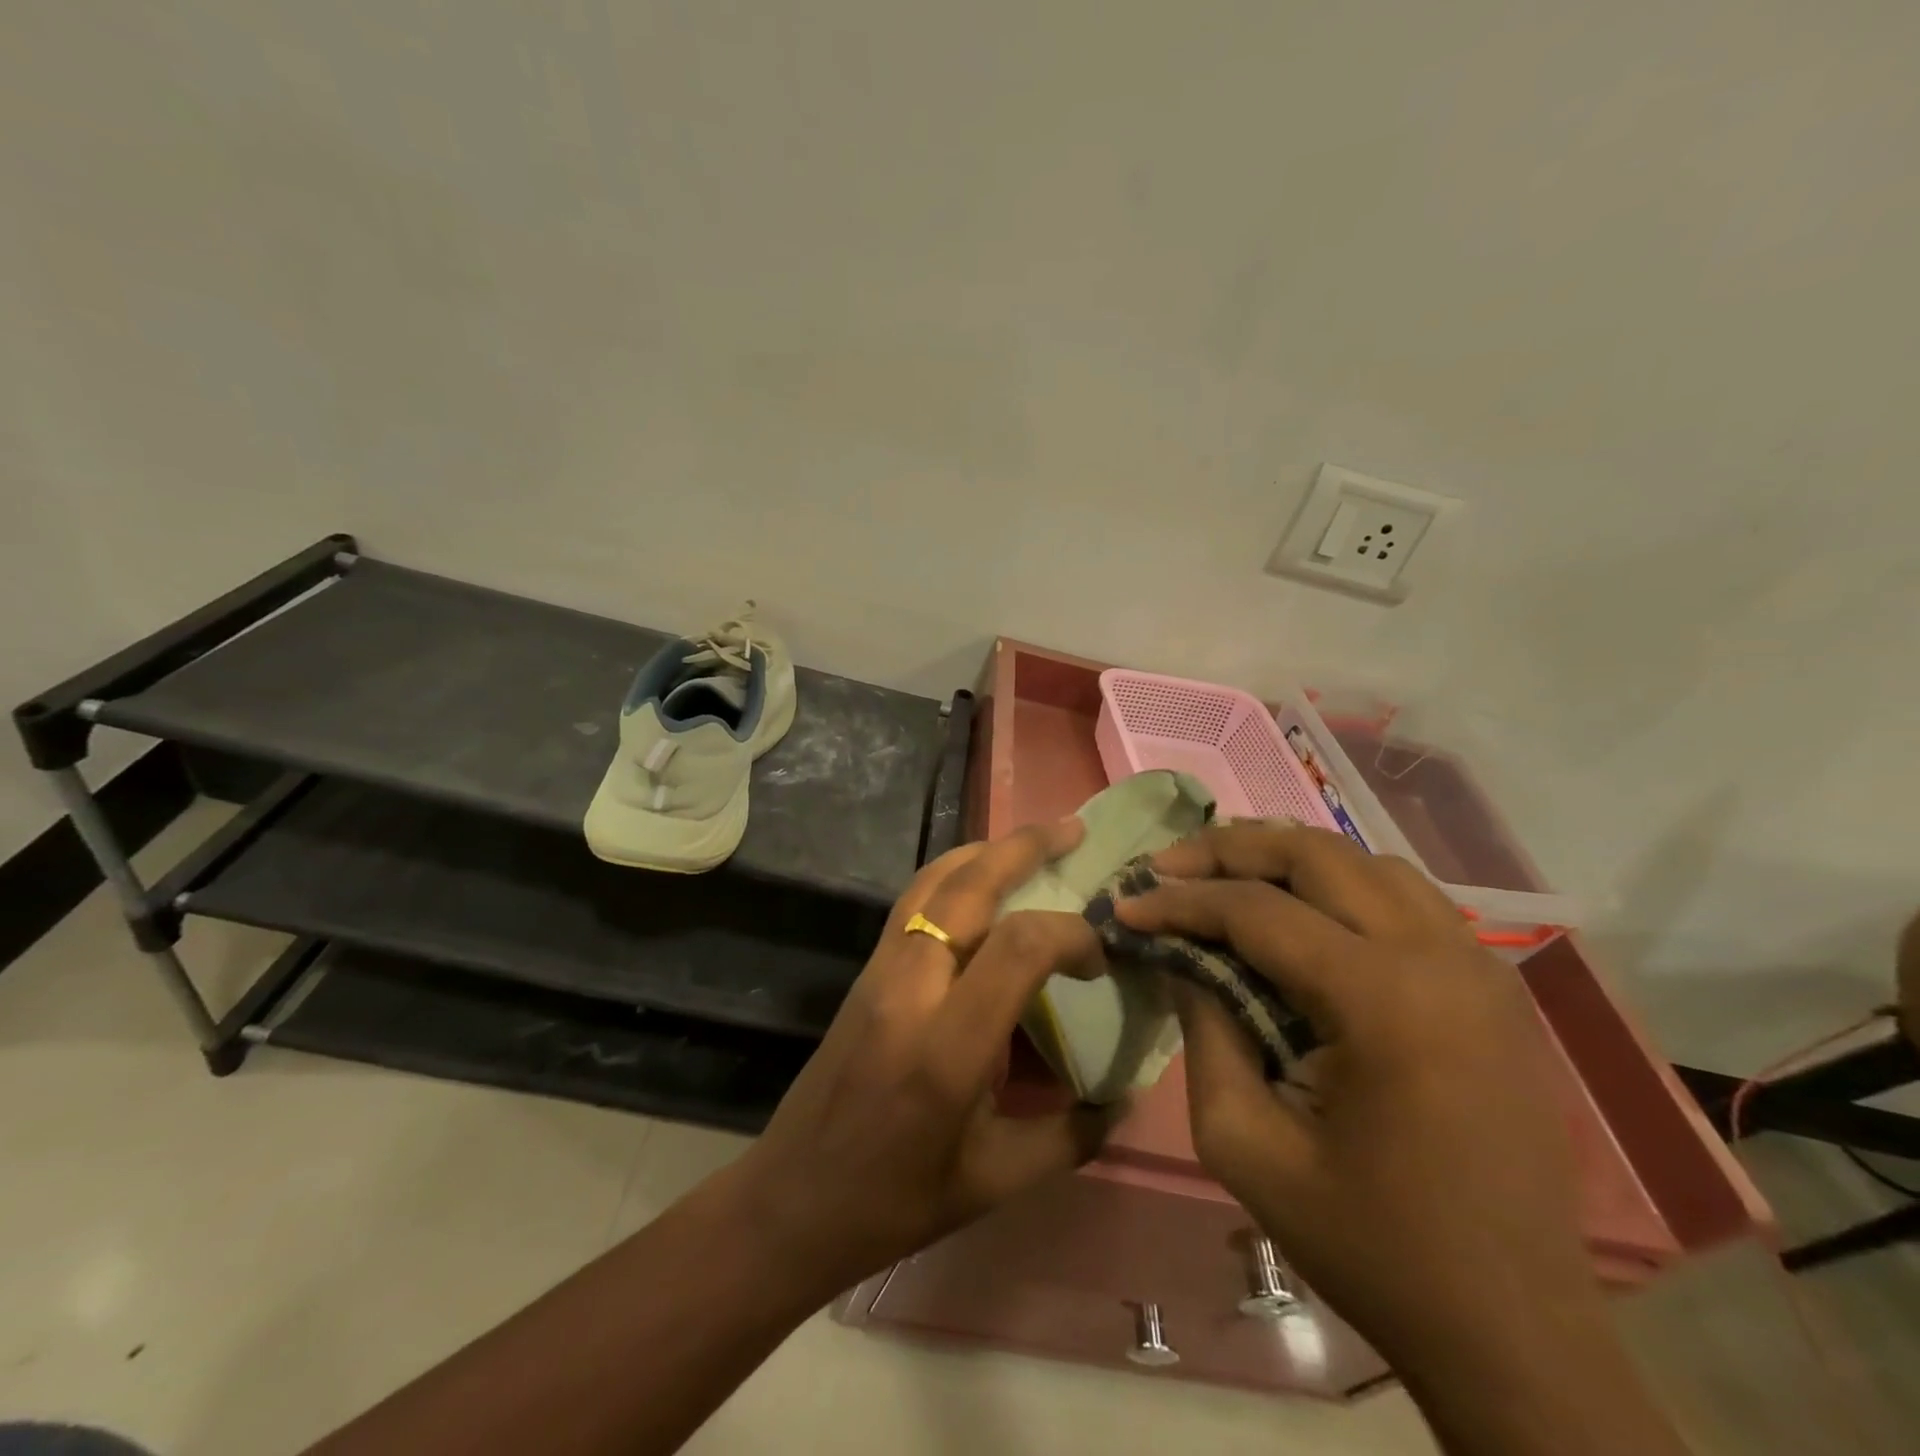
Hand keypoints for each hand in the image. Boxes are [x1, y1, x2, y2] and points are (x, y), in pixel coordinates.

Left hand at [723, 818, 1115, 1294]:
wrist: (793, 1197)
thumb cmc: (897, 1200)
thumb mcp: (996, 1181)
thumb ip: (1072, 1136)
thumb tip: (1126, 1096)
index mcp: (947, 1048)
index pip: (1018, 948)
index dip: (1070, 936)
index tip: (1099, 960)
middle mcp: (910, 989)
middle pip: (968, 887)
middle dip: (1025, 848)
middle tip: (1073, 830)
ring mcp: (879, 971)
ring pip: (933, 880)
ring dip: (985, 851)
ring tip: (1032, 841)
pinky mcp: (864, 970)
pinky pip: (912, 899)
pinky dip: (953, 872)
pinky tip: (980, 878)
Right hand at [1117, 823, 1593, 1366]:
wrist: (1514, 1331)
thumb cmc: (1371, 1246)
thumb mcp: (1246, 1147)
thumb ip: (1204, 1034)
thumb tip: (1183, 960)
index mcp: (1383, 1002)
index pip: (1257, 911)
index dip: (1179, 901)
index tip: (1125, 903)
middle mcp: (1440, 958)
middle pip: (1316, 855)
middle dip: (1228, 849)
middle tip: (1168, 867)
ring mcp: (1480, 965)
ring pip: (1364, 861)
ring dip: (1285, 859)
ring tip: (1224, 881)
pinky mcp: (1493, 984)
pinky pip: (1405, 896)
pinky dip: (1340, 885)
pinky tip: (1302, 914)